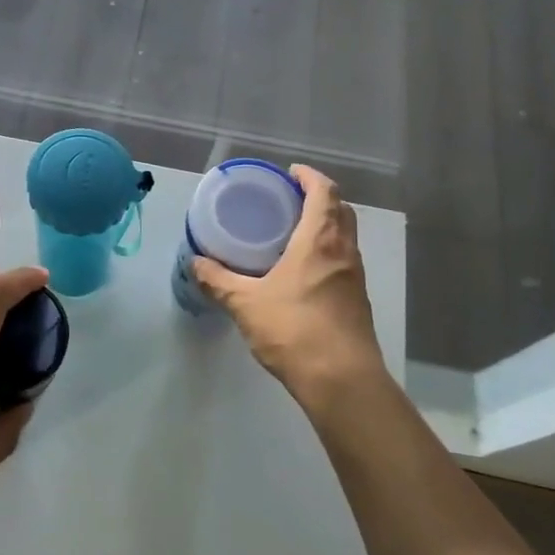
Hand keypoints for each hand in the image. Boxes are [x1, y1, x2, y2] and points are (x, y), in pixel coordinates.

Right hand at [194, 165, 384, 402]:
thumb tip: (196, 263)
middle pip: (341, 210)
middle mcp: (344, 252)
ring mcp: (355, 277)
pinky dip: (327, 252)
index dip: (309, 177)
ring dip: (325, 226)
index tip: (290, 173)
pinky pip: (343, 261)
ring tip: (292, 233)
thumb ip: (220, 282)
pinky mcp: (357, 300)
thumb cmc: (294, 330)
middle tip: (288, 200)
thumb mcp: (246, 304)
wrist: (342, 381)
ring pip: (345, 237)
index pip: (324, 192)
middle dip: (319, 198)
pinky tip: (302, 272)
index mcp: (320, 241)